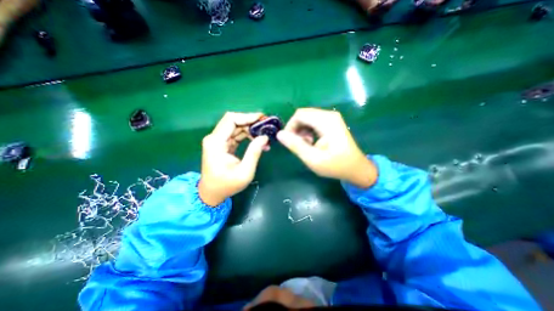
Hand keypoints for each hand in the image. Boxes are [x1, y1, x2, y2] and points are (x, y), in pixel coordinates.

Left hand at [199, 112, 267, 206]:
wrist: (212, 193)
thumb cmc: (227, 185)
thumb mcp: (245, 171)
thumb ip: (254, 152)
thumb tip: (264, 137)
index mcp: (216, 142)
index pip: (231, 119)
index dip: (247, 116)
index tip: (262, 119)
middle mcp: (215, 138)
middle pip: (234, 121)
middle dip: (251, 122)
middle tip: (266, 127)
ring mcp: (218, 141)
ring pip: (236, 127)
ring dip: (251, 130)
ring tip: (265, 136)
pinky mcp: (222, 145)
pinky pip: (236, 135)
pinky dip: (247, 136)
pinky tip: (258, 142)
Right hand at [276, 108, 376, 187]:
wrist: (356, 168)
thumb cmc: (335, 165)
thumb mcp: (312, 159)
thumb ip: (295, 145)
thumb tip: (279, 134)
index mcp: (326, 121)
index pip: (300, 115)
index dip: (290, 126)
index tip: (288, 141)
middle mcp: (329, 115)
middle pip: (303, 114)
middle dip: (295, 128)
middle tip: (297, 144)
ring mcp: (331, 118)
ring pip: (307, 118)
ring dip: (301, 130)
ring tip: (305, 145)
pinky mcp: (331, 122)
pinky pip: (313, 121)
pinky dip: (308, 130)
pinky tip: (311, 142)